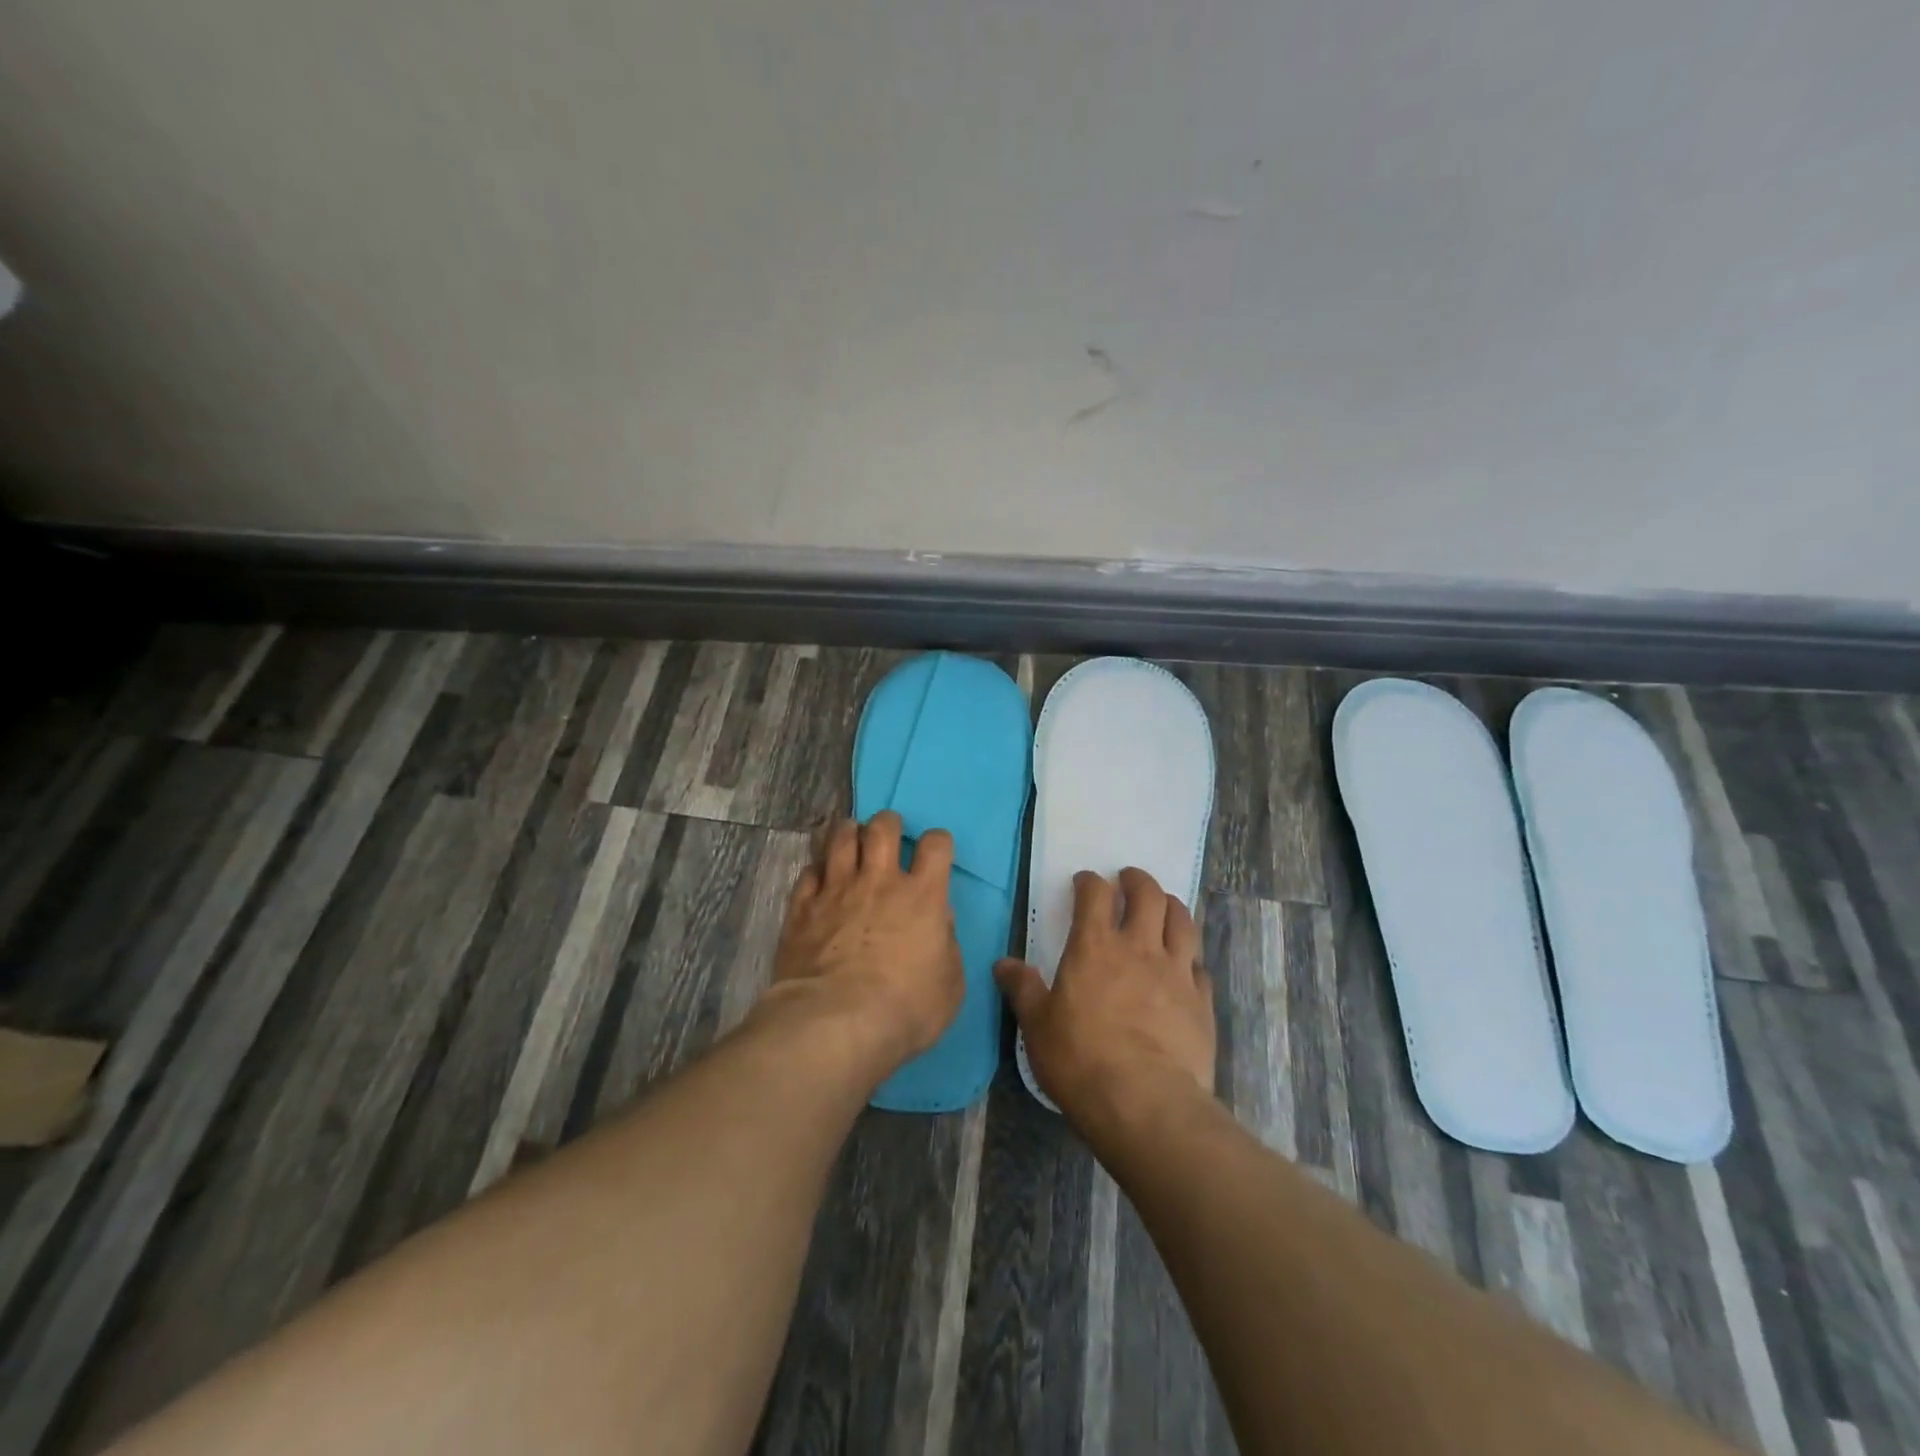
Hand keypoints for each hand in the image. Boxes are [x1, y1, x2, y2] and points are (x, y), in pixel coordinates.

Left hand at [766, 811, 964, 1074]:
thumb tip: (940, 920)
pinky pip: (808, 872)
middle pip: (882, 828)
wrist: (834, 1024)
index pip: (936, 845)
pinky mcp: (801, 907)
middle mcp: (879, 881)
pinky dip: (816, 869)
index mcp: (922, 896)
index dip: (938, 843)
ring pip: (839, 838)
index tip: (935, 853)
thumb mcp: (949, 986)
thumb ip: (947, 945)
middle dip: (887, 824)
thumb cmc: (904, 1009)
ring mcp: (836, 890)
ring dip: (848, 832)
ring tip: (850, 839)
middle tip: (887, 835)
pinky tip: (819, 878)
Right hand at [996, 868, 1215, 1126]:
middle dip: (1137, 881)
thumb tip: (1003, 964)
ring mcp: (1176, 972)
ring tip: (1164, 905)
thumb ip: (1023, 990)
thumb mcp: (1037, 1026)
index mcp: (1094, 946)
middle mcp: (1139, 948)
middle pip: (1147, 895)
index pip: (1095, 894)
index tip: (1084, 881)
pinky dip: (1190, 957)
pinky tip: (1186, 966)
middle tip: (1129, 880)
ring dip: (1171, 906)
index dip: (1089, 882)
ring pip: (1182, 920)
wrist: (1145, 1102)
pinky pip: (1199, 966)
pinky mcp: (1201, 1001)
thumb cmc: (1080, 1059)